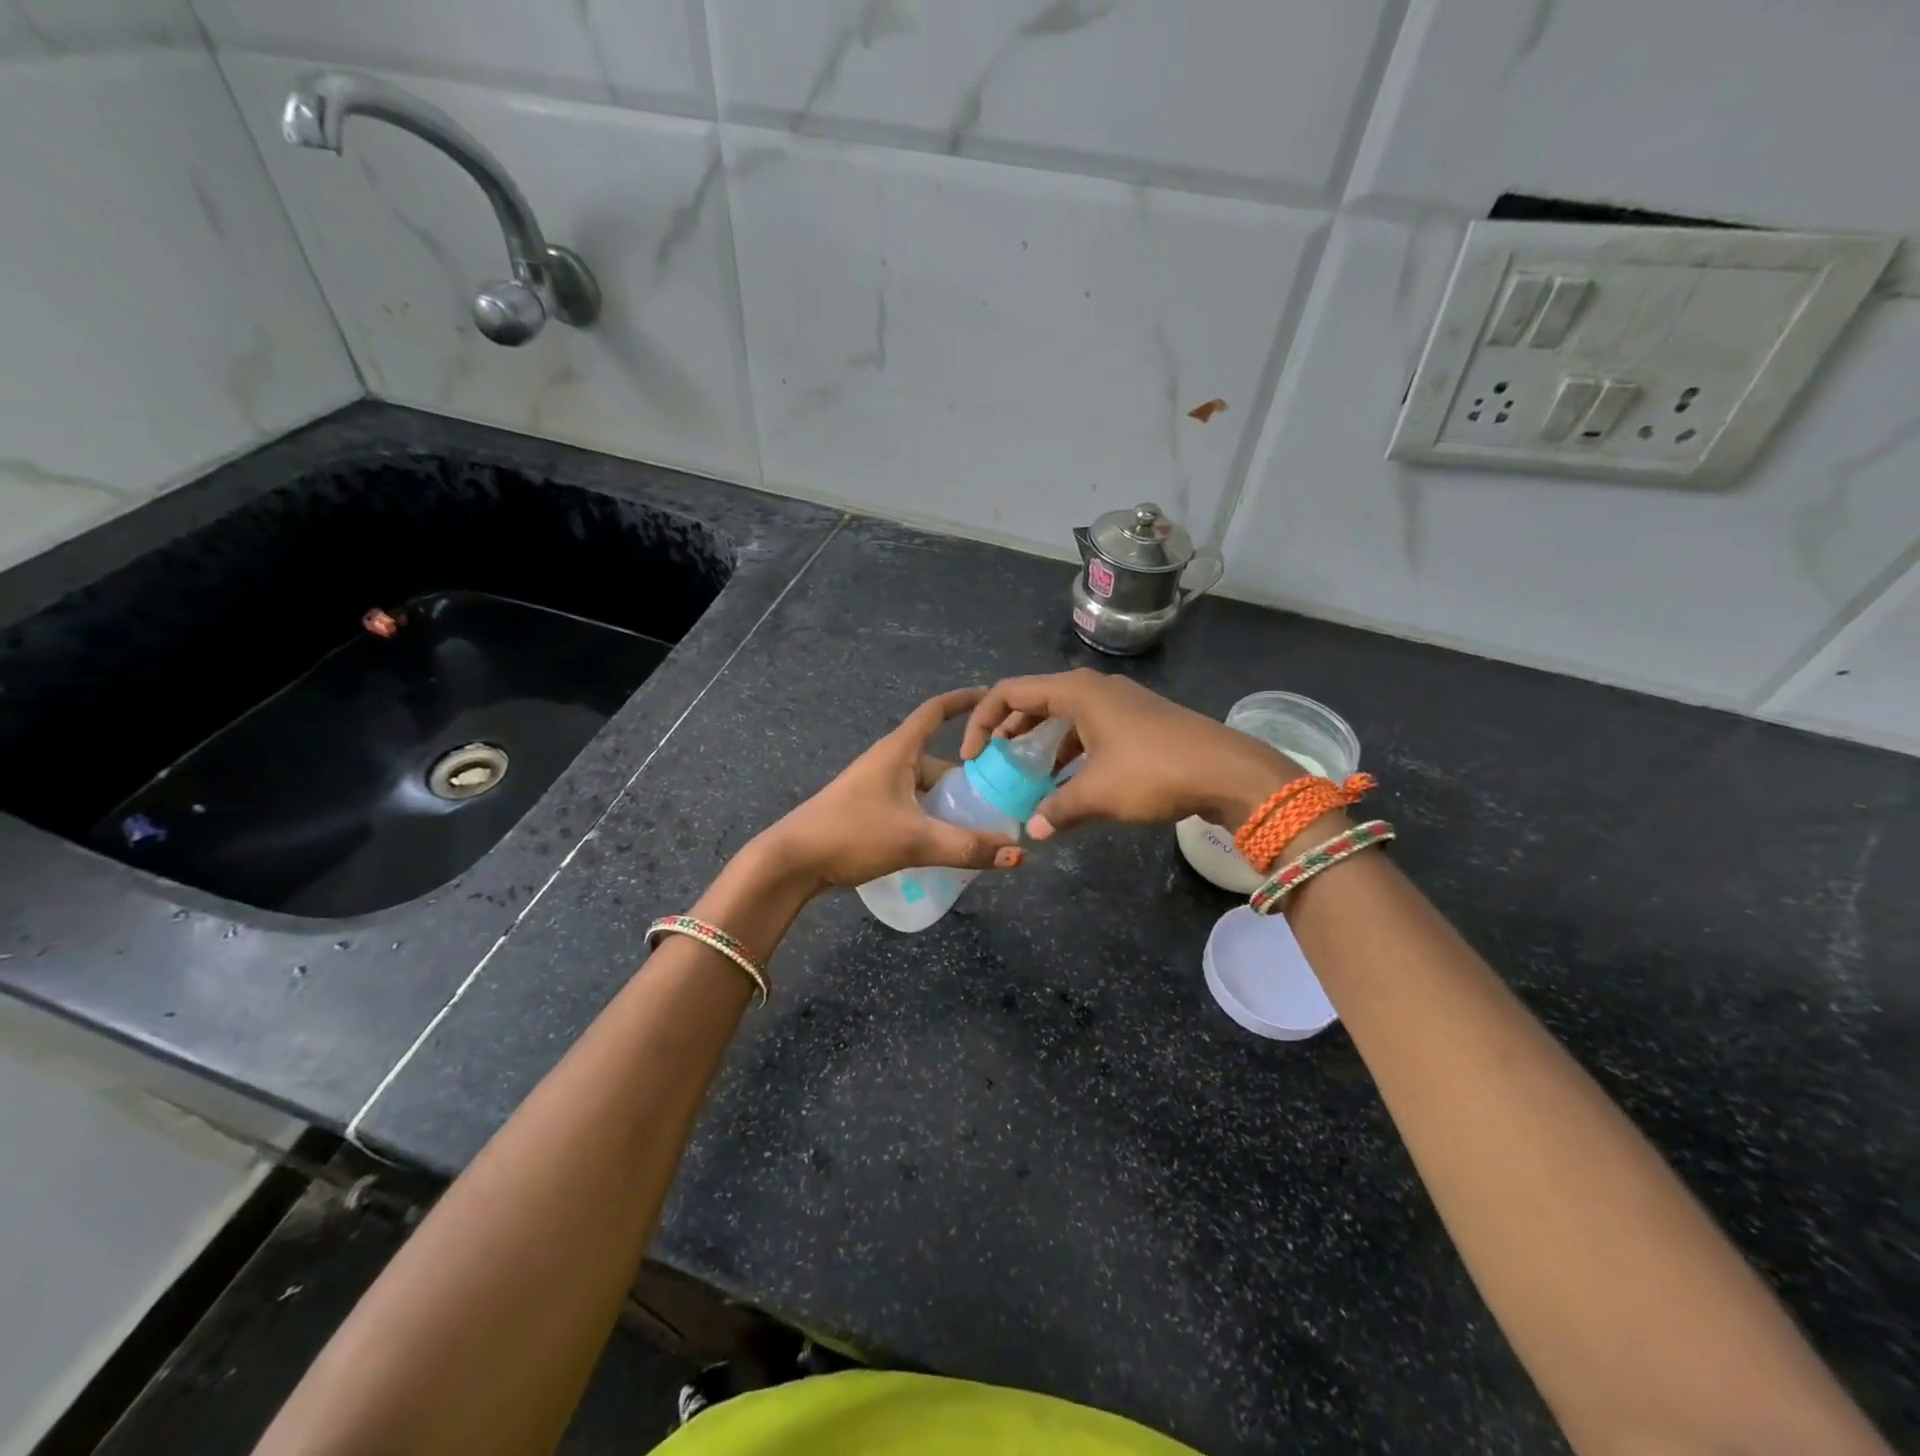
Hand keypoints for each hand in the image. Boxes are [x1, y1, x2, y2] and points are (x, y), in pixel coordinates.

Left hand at [750, 688, 1025, 892]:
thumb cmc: (852, 834)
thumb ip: (967, 847)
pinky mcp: (868, 811)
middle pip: (937, 759)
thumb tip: (1018, 854)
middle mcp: (888, 762)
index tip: (993, 697)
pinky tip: (946, 842)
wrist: (792, 861)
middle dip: (969, 775)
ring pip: (924, 788)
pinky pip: (912, 806)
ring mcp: (876, 787)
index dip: (964, 700)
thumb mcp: (915, 840)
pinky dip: (932, 817)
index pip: (935, 711)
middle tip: (1003, 794)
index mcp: (898, 751)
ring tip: (982, 825)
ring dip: (950, 802)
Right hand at [960, 669, 1303, 837]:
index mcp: (1077, 691)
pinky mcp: (1138, 720)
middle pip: (1035, 700)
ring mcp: (1119, 702)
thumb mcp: (1098, 794)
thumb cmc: (1153, 772)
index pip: (1010, 692)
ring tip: (1027, 776)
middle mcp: (1095, 688)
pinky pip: (1088, 728)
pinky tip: (1069, 781)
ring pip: (1064, 715)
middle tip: (995, 764)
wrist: (1228, 771)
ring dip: (1041, 743)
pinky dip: (1070, 750)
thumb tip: (1032, 830)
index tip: (974, 757)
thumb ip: (1057, 809)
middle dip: (1010, 731)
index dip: (982, 721)